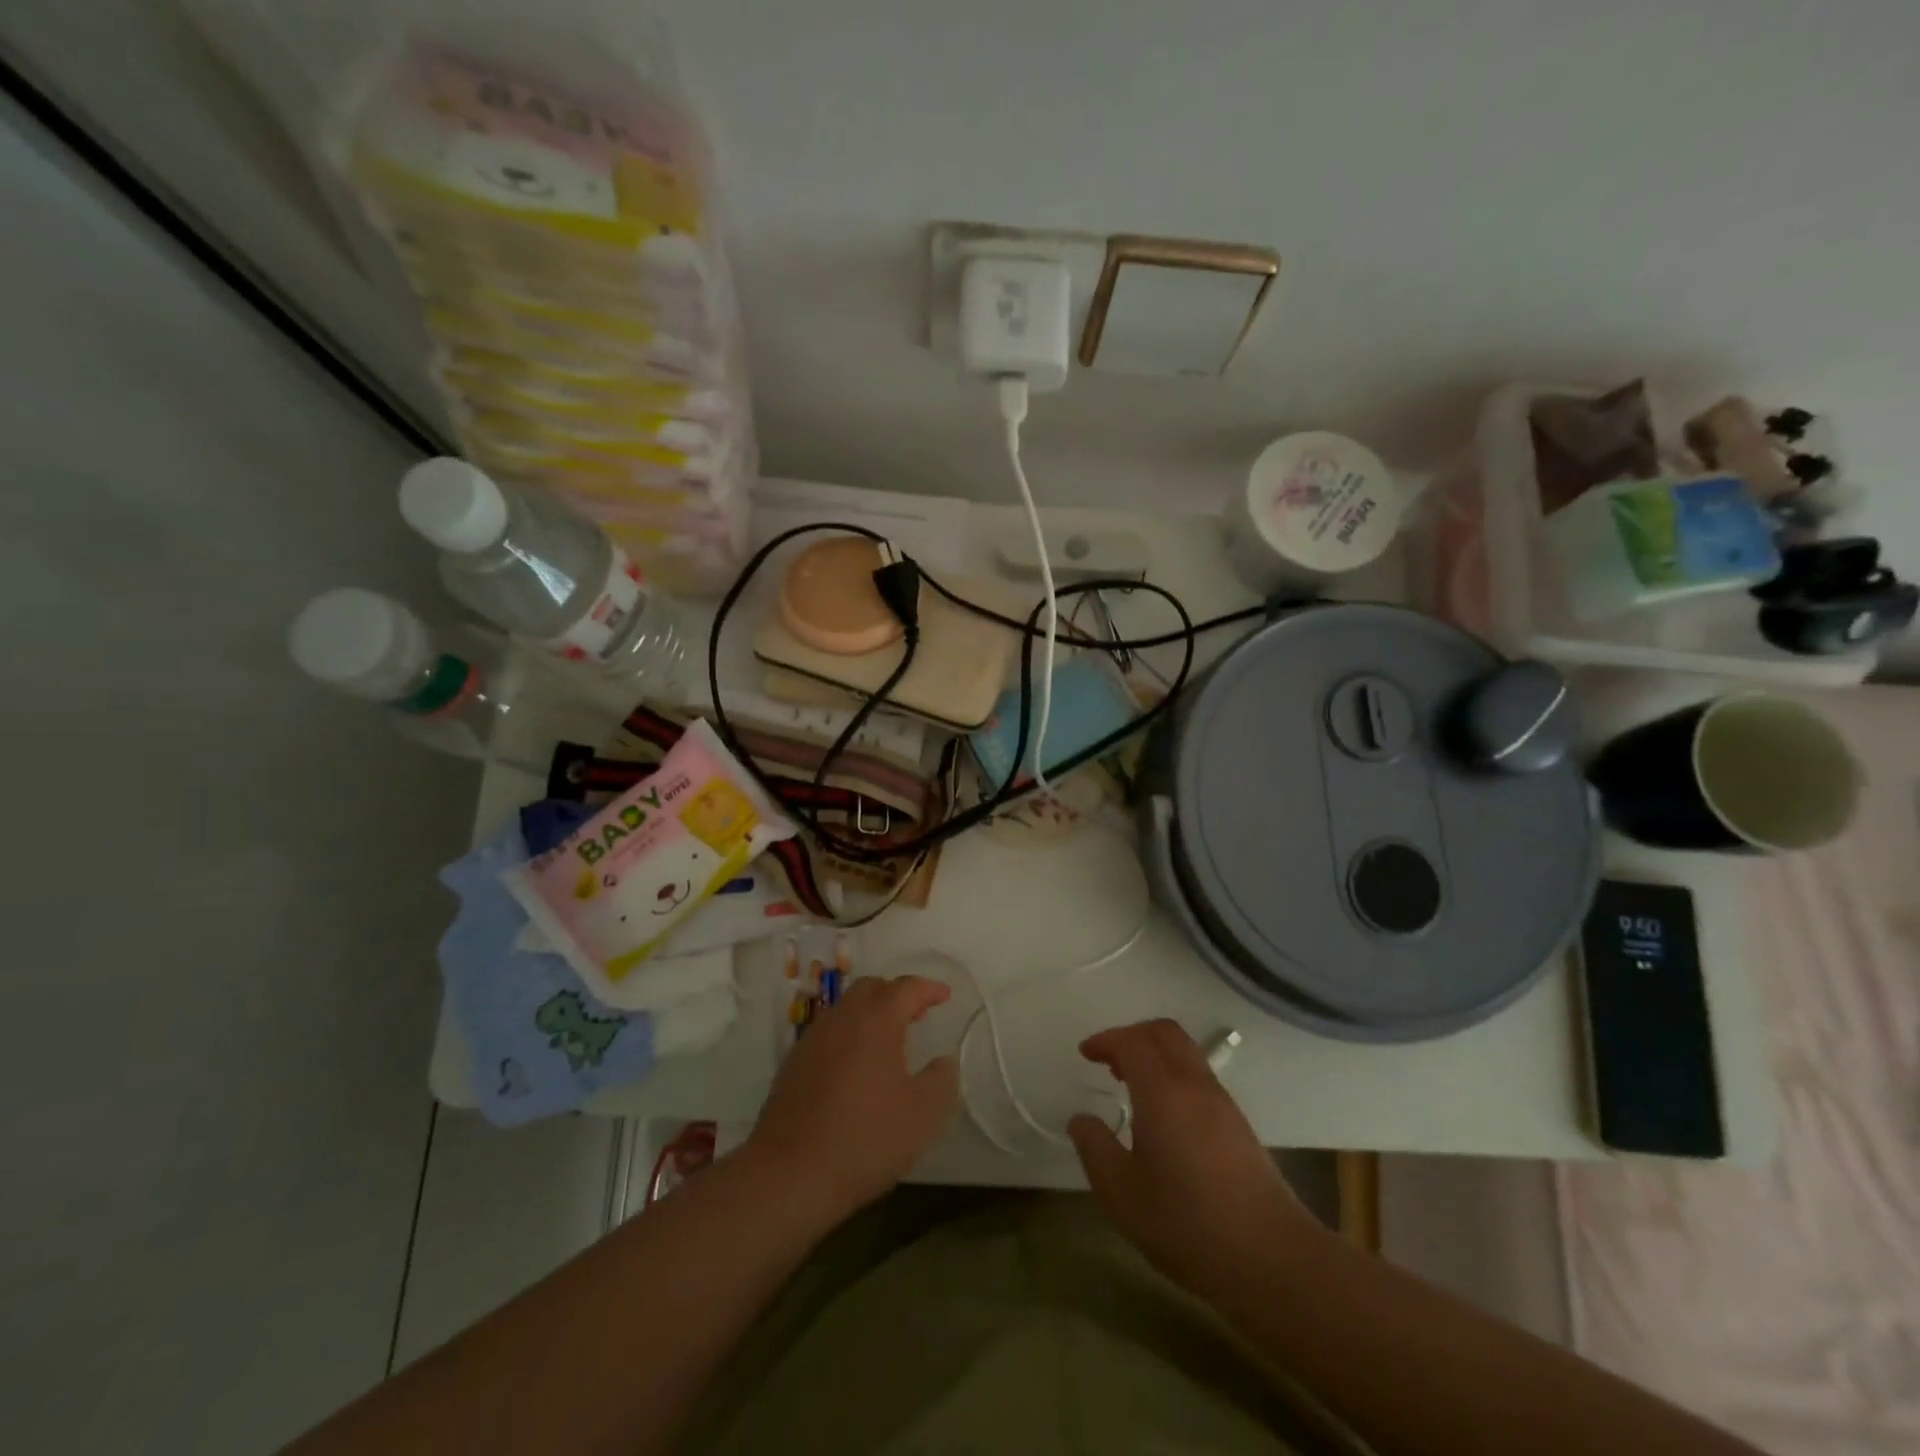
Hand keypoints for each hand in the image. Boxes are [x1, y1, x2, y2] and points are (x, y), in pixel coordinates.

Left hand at [743, 975, 958, 1223]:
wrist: (789, 1173)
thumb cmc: (865, 1137)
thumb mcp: (923, 1114)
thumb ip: (941, 1079)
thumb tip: (943, 1061)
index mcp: (876, 1020)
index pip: (906, 988)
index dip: (928, 989)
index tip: (944, 996)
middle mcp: (842, 1018)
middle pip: (871, 989)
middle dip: (896, 995)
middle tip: (916, 1015)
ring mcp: (813, 1039)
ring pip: (846, 1009)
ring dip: (870, 1014)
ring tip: (888, 1042)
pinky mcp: (793, 1063)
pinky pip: (828, 1033)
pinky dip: (848, 1035)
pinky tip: (855, 1067)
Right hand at [1068, 1020, 1321, 1298]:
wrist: (1271, 1259)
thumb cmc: (1186, 1224)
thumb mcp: (1121, 1193)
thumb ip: (1095, 1148)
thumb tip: (1081, 1119)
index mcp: (1162, 1091)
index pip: (1132, 1041)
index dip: (1106, 1040)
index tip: (1086, 1053)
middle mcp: (1194, 1084)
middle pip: (1164, 1032)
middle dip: (1133, 1035)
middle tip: (1109, 1060)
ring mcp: (1222, 1102)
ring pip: (1186, 1051)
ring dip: (1156, 1054)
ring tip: (1132, 1085)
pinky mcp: (1239, 1124)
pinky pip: (1200, 1076)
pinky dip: (1174, 1074)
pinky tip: (1164, 1115)